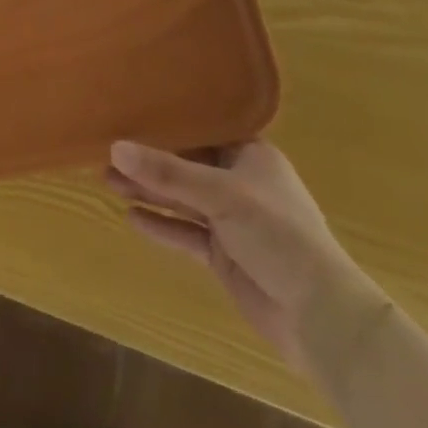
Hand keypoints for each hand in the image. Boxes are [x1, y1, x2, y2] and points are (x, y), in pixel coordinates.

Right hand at [107, 140, 388, 385]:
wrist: (320, 316)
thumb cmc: (279, 235)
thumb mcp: (221, 195)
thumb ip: (167, 173)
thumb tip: (115, 148)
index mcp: (252, 155)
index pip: (204, 130)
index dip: (169, 122)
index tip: (131, 111)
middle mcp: (240, 182)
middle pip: (187, 165)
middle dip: (149, 161)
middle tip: (107, 151)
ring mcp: (231, 221)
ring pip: (182, 199)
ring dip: (149, 191)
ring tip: (107, 180)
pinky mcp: (224, 255)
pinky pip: (185, 233)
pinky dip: (161, 225)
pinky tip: (131, 217)